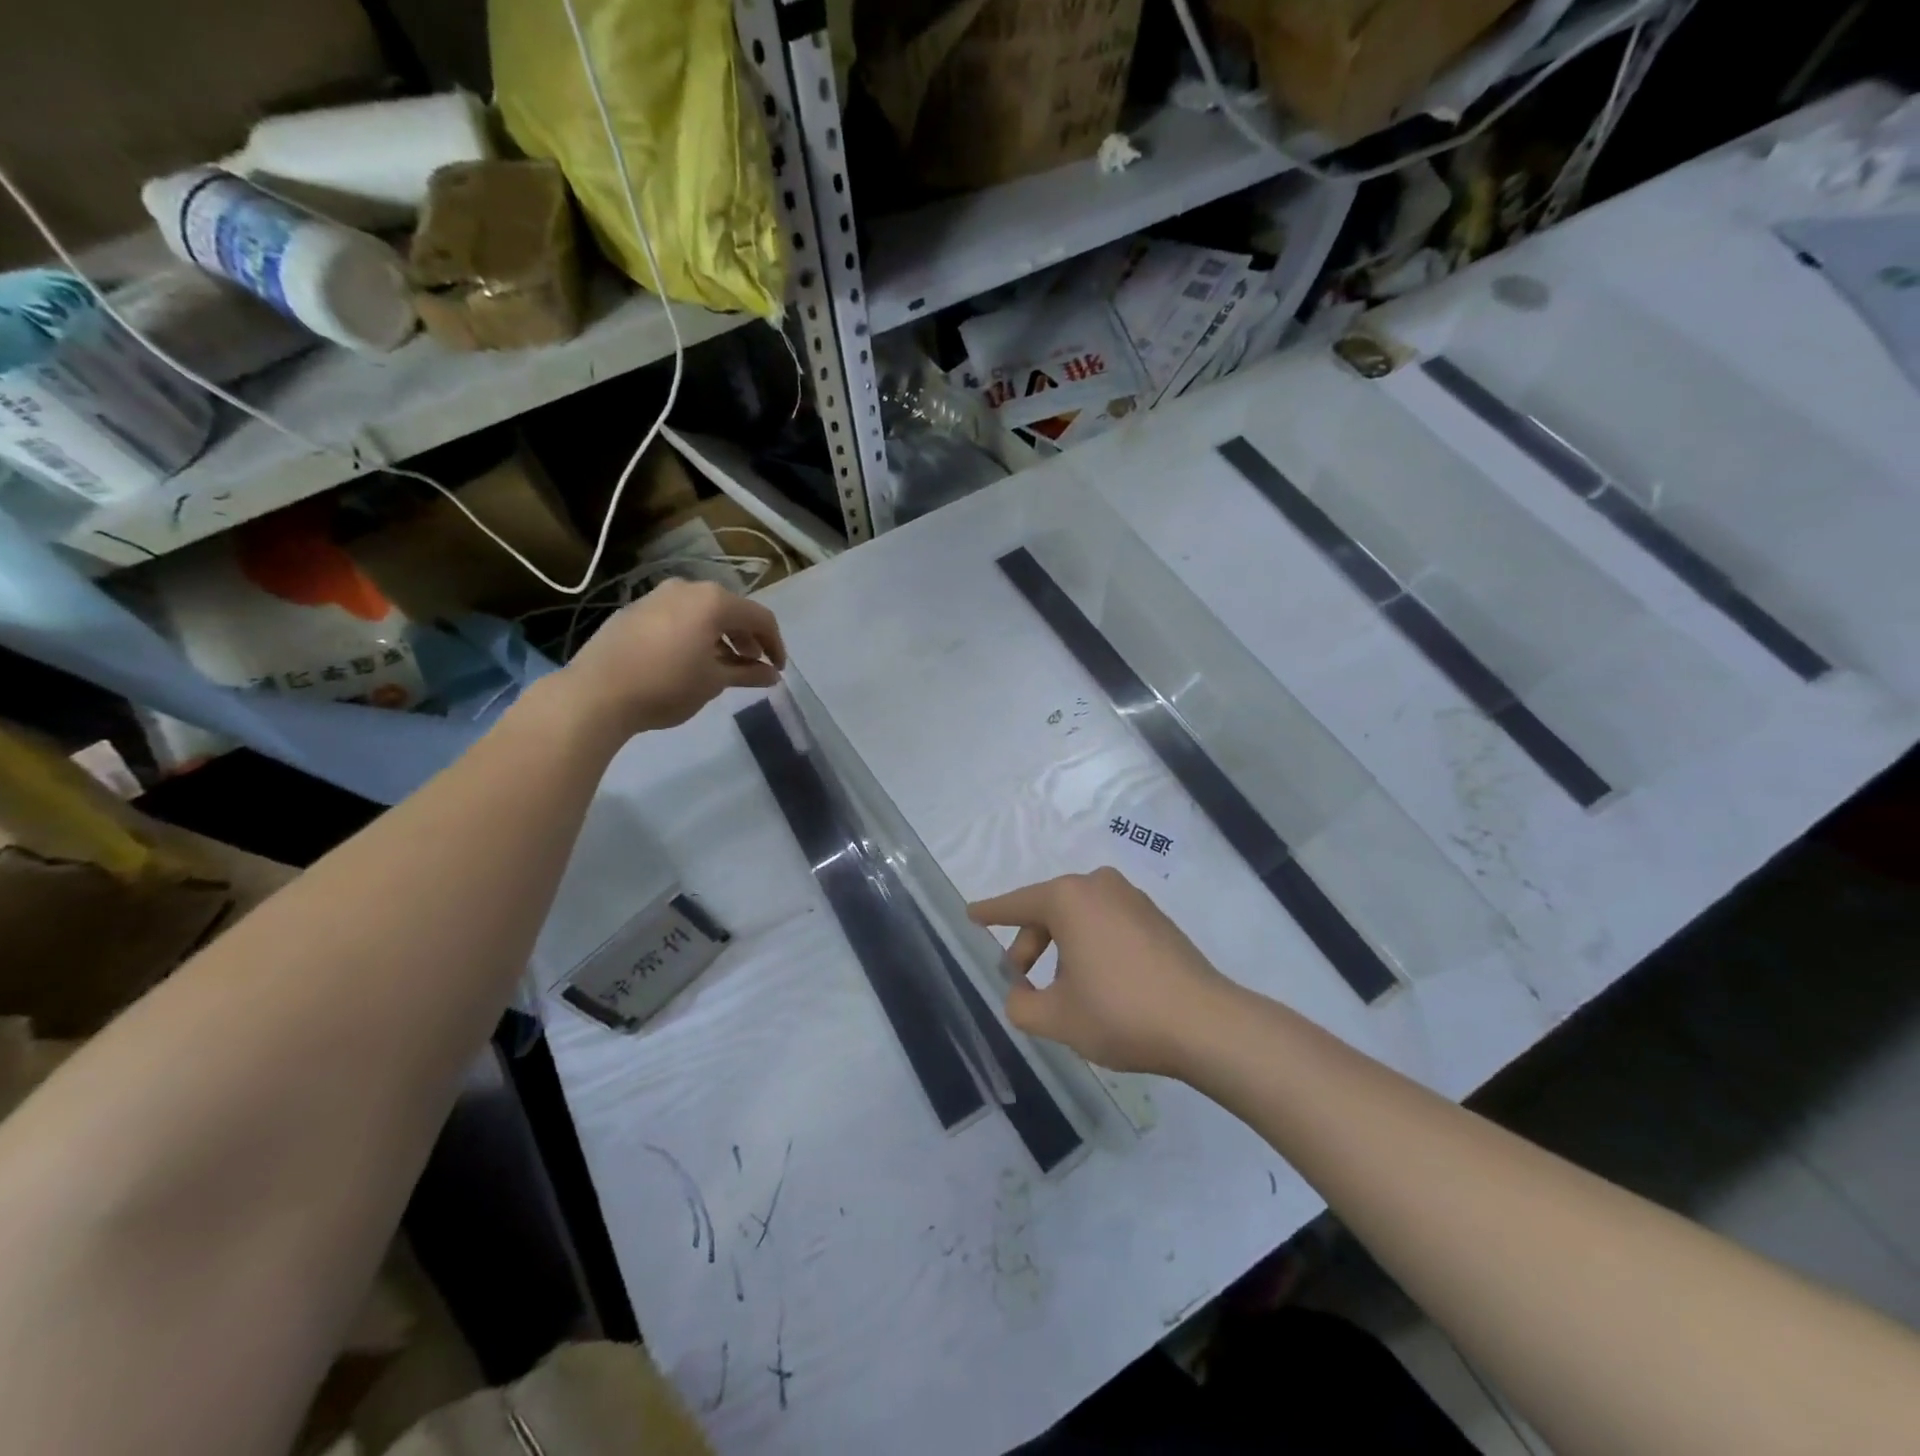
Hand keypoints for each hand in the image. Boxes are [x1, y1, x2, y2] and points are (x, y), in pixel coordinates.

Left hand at [559, 579, 786, 735]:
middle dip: (747, 638)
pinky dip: (694, 633)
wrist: (596, 693)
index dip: (775, 644)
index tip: (777, 670)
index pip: (760, 617)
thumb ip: (747, 673)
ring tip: (722, 665)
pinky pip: (677, 616)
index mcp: (713, 601)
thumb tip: (771, 675)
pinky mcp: (635, 609)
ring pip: (702, 611)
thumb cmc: (667, 685)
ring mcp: (657, 596)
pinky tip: (689, 659)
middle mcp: (687, 588)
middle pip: (731, 610)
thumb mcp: (714, 682)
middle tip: (752, 666)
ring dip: (720, 635)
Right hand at [969, 867, 1238, 1076]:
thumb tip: (1020, 995)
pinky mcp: (1156, 918)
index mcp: (1068, 898)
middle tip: (1020, 982)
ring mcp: (1132, 899)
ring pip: (1079, 918)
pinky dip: (1091, 946)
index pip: (1016, 904)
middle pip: (1048, 911)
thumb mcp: (1057, 1018)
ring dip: (1062, 949)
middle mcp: (1098, 886)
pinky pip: (1107, 923)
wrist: (1204, 1024)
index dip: (990, 913)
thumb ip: (1021, 1005)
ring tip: (1063, 992)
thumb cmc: (1120, 1012)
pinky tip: (1097, 984)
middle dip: (1029, 945)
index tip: (971, 914)